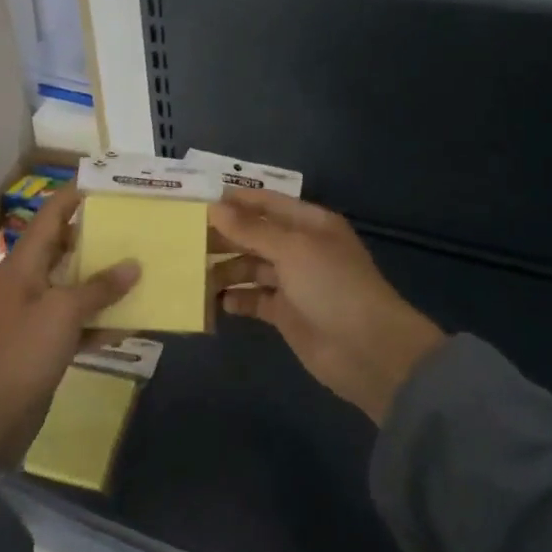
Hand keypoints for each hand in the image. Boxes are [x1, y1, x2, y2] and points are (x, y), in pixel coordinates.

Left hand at [0, 183, 139, 466]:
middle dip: (101, 237)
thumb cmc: (23, 352)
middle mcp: (30, 280)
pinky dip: (101, 320)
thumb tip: (133, 264)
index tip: (112, 185)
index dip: (78, 195)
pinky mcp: (45, 343)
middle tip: (138, 227)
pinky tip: (131, 321)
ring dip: (106, 280)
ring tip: (143, 268)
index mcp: (25, 262)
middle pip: (67, 247)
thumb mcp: (63, 312)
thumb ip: (98, 286)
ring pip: (76, 285)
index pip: (53, 214)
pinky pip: (79, 321)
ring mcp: (37, 312)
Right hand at [212, 189, 443, 422]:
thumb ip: (251, 229)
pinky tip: (213, 301)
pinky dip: (235, 298)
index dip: (234, 201)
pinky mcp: (286, 313)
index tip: (196, 202)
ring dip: (225, 269)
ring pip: (251, 267)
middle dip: (224, 236)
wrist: (368, 350)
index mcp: (309, 223)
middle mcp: (300, 248)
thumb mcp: (292, 250)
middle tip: (184, 239)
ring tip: (193, 273)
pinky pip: (253, 299)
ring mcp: (293, 282)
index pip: (266, 202)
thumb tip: (214, 207)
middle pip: (255, 234)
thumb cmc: (333, 286)